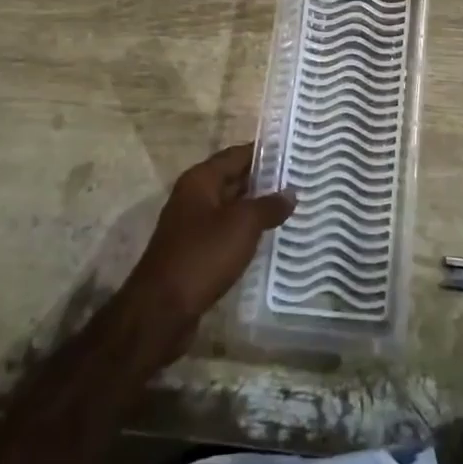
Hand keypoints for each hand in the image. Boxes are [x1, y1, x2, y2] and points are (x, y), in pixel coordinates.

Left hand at [122, 144, 294, 344]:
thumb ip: (269, 205)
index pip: (237, 154)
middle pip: (234, 179)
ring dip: (257, 208)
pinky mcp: (196, 252)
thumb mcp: (242, 225)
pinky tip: (270, 238)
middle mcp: (194, 196)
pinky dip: (247, 232)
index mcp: (200, 179)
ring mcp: (193, 226)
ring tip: (293, 207)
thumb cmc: (202, 255)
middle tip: (300, 179)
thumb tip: (290, 193)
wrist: (162, 311)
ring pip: (232, 208)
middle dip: (265, 181)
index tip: (294, 151)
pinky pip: (227, 232)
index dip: (266, 152)